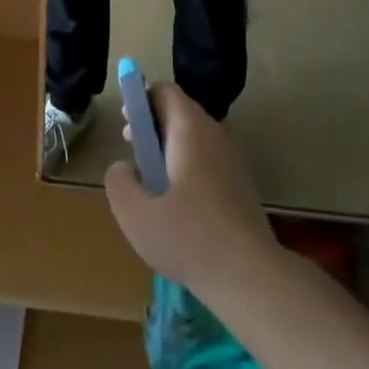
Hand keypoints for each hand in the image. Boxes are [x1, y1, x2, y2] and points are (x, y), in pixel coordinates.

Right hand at [104, 83, 277, 296]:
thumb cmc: (188, 238)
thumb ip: (118, 180)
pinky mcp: (241, 186)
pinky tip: (178, 210)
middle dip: (151, 130)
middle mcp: (215, 135)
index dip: (140, 102)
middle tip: (134, 161)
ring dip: (168, 154)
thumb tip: (124, 167)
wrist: (251, 277)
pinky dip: (187, 172)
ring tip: (152, 189)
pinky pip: (207, 163)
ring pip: (193, 141)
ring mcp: (233, 161)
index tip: (127, 131)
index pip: (164, 91)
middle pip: (179, 114)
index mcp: (190, 130)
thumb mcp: (133, 212)